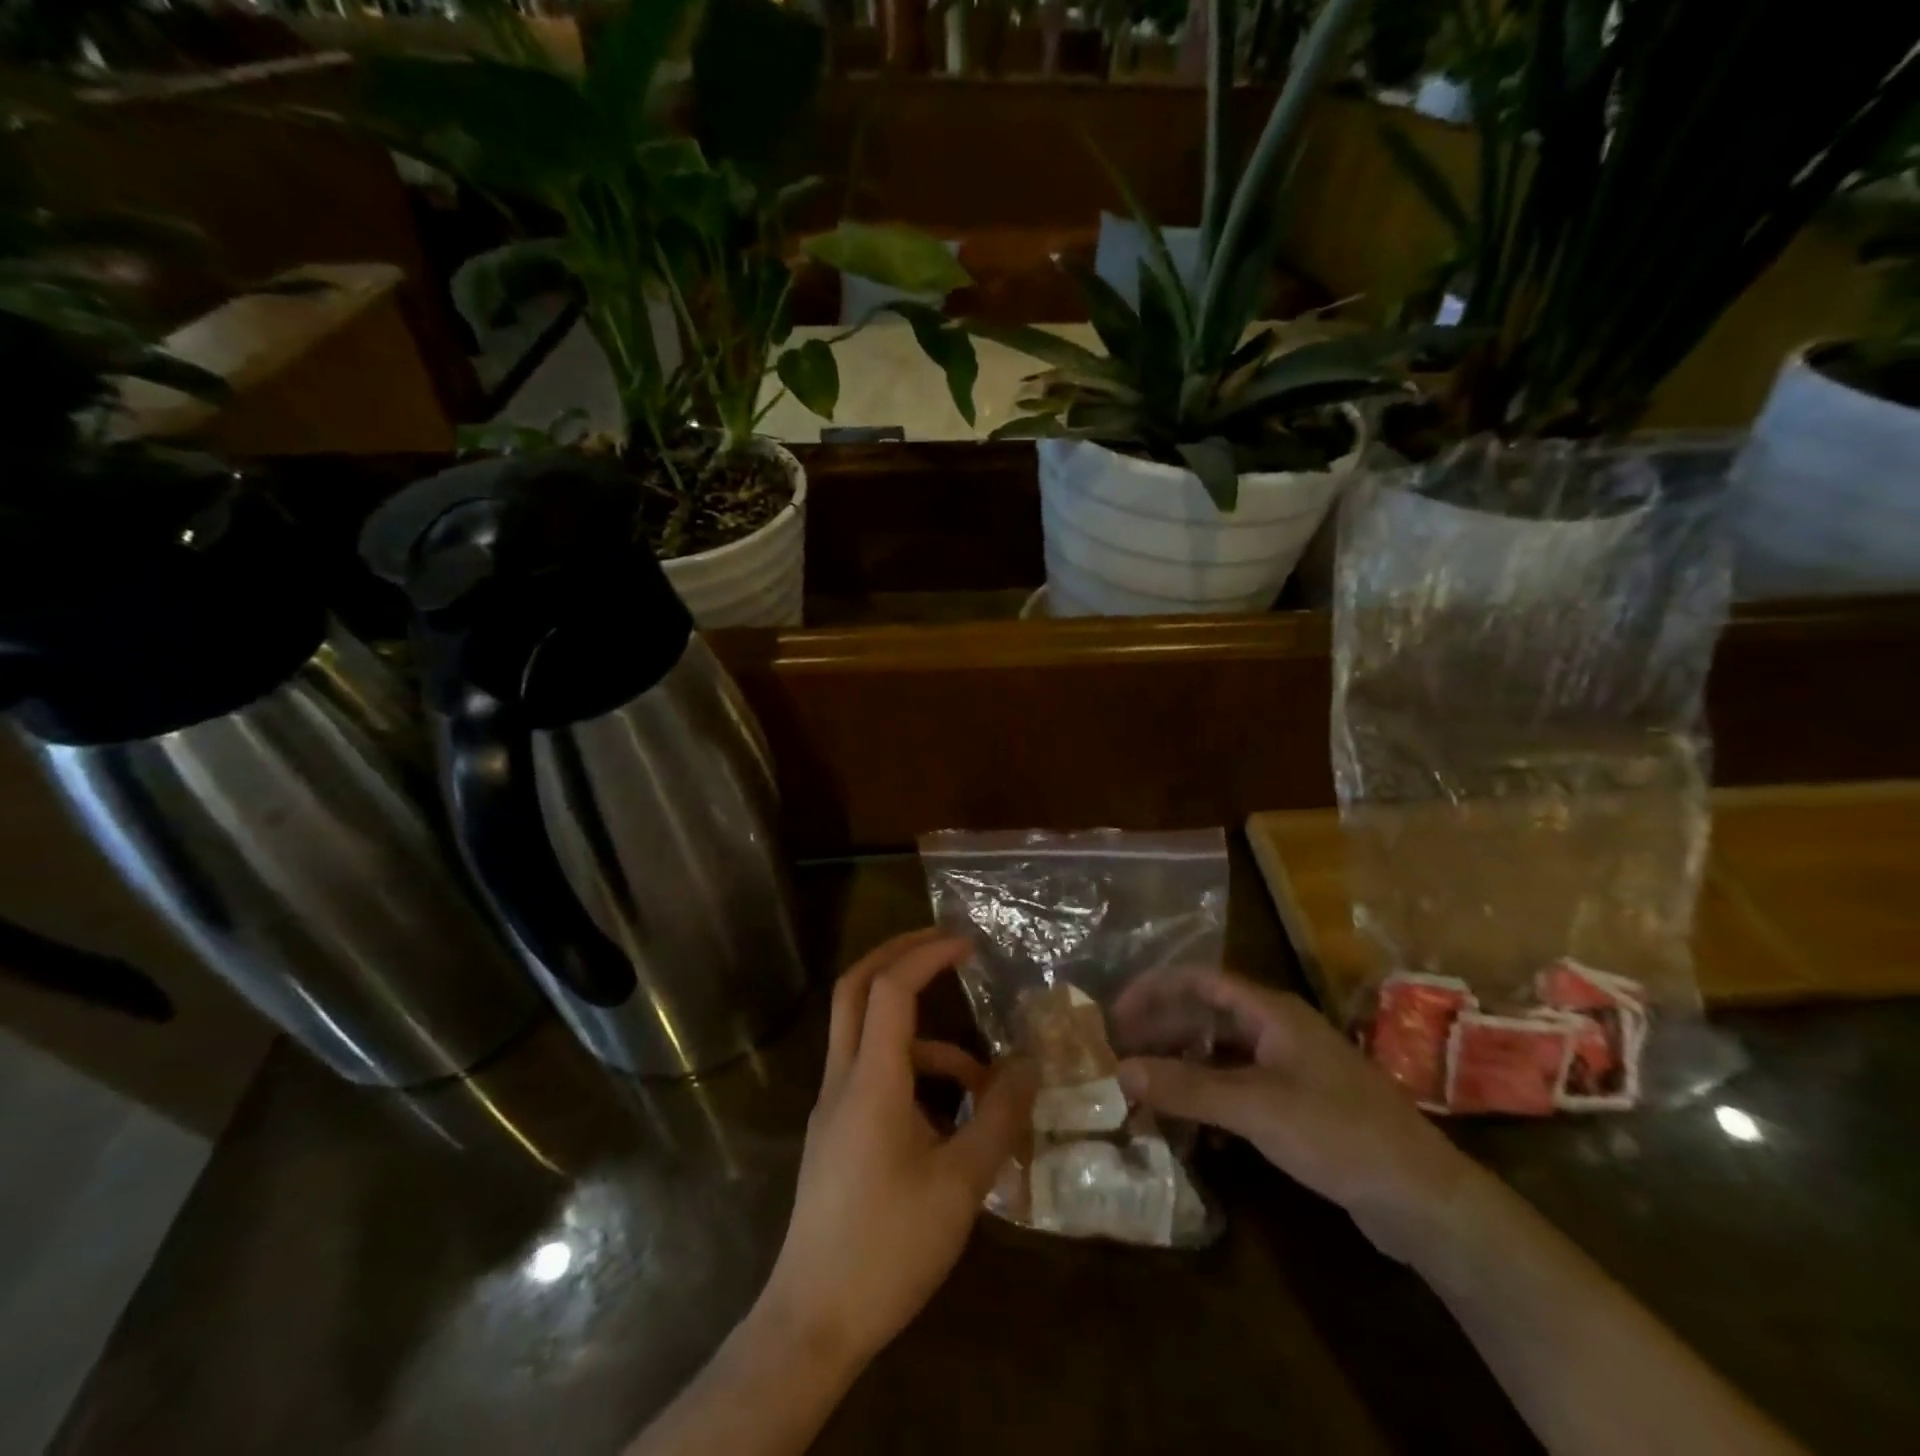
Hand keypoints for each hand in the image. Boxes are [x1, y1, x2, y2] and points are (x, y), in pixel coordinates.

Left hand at [757, 930, 1036, 1370]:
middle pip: (856, 988)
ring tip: (981, 1077)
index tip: (968, 944)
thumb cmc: (888, 1250)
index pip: (891, 989)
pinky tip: (950, 1117)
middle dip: (899, 954)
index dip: (928, 955)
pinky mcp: (835, 1131)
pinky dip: (912, 1072)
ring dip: (920, 1032)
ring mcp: (833, 1105)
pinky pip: (872, 1073)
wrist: (812, 1323)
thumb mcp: (960, 1186)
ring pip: (866, 1033)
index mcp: (871, 1082)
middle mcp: (843, 1079)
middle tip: (945, 944)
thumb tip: (1031, 1066)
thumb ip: (998, 1118)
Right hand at [1115, 968, 1477, 1258]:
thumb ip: (1186, 1087)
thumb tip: (1120, 1071)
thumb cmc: (1337, 1133)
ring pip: (1220, 1054)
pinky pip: (1237, 1088)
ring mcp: (1289, 1067)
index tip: (1114, 1014)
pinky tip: (1190, 1127)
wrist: (1422, 1198)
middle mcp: (1276, 1029)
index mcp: (1270, 1012)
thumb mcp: (1254, 1108)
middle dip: (1161, 1031)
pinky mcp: (1297, 1105)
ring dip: (1181, 1067)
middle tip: (1120, 1056)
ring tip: (1144, 1089)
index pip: (1198, 980)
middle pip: (1205, 1016)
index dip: (1153, 990)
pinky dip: (1208, 1098)